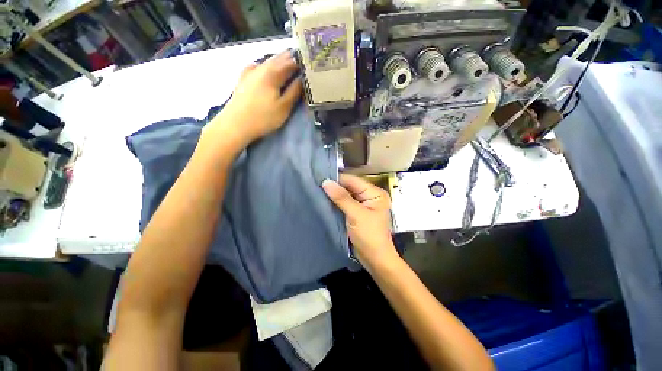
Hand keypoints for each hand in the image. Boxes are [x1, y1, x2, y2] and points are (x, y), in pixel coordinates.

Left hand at [207, 51, 302, 147]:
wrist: (235, 124)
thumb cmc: (263, 117)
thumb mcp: (284, 107)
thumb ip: (294, 91)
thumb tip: (303, 78)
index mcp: (272, 72)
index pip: (291, 61)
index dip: (302, 62)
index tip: (311, 65)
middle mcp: (261, 66)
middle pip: (279, 58)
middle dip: (292, 59)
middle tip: (303, 65)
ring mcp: (250, 71)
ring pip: (269, 61)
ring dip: (281, 62)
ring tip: (290, 67)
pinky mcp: (244, 78)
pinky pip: (260, 66)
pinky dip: (269, 66)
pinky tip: (269, 70)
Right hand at [322, 174, 399, 268]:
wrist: (375, 259)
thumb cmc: (369, 236)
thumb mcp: (356, 215)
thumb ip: (341, 197)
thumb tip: (326, 182)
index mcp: (375, 193)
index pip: (353, 181)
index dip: (337, 179)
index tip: (320, 178)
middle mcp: (369, 196)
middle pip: (349, 187)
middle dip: (335, 187)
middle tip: (317, 184)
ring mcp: (363, 205)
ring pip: (346, 195)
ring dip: (334, 194)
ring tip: (318, 191)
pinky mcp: (356, 213)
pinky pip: (345, 203)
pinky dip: (336, 202)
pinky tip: (325, 200)